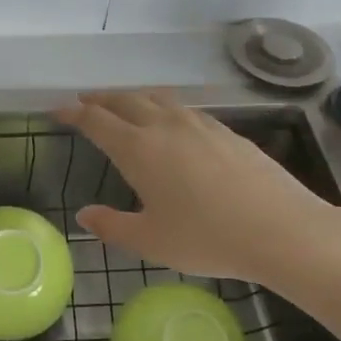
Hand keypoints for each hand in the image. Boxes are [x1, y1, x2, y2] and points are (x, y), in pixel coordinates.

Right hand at [55, 89, 340, 286]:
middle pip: (124, 100)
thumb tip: (84, 215)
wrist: (282, 229)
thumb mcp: (151, 241)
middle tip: (85, 102)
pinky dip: (164, 108)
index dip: (74, 113)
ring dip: (133, 98)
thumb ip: (112, 226)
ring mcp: (199, 125)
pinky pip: (184, 109)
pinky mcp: (227, 131)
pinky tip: (172, 123)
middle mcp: (165, 126)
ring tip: (124, 106)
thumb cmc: (207, 238)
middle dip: (100, 99)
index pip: (96, 121)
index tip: (58, 109)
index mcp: (139, 149)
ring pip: (157, 99)